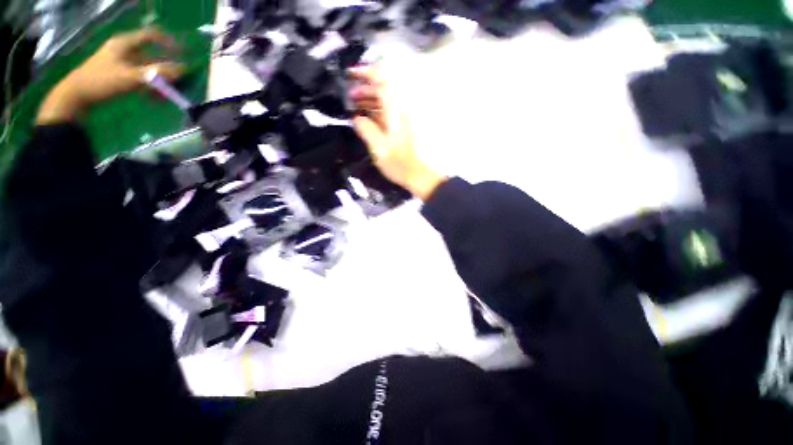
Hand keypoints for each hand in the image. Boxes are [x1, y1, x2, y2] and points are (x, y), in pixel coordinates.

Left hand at [37, 28, 183, 123]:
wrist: (77, 95)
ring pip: (147, 70)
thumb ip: (157, 73)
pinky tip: (155, 99)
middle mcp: (125, 51)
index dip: (168, 43)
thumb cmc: (103, 81)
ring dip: (159, 82)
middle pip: (152, 56)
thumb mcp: (132, 76)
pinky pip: (140, 79)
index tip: (182, 55)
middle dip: (166, 70)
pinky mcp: (119, 75)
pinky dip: (150, 87)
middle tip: (178, 82)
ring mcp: (121, 63)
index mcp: (125, 44)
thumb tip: (182, 70)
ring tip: (167, 96)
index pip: (151, 36)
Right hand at [349, 66, 445, 200]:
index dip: (366, 73)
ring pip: (384, 98)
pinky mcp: (399, 125)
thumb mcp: (379, 149)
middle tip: (349, 97)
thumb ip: (367, 130)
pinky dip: (374, 109)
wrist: (416, 174)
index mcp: (395, 112)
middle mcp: (400, 110)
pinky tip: (364, 116)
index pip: (383, 80)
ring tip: (353, 105)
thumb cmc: (399, 164)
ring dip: (368, 98)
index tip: (351, 75)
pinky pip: (386, 110)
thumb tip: (356, 118)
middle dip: (364, 87)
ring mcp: (400, 117)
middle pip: (383, 87)